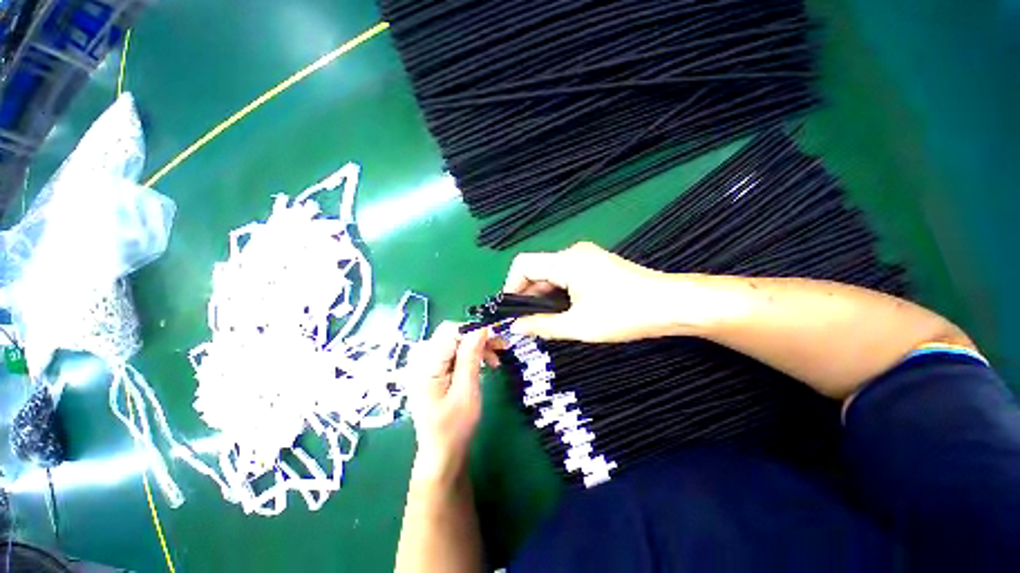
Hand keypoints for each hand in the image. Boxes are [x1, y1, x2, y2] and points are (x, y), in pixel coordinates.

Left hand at [405, 322, 489, 482]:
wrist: (442, 453)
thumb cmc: (454, 427)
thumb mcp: (466, 392)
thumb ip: (470, 358)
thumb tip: (481, 329)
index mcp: (425, 365)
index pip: (450, 332)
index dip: (474, 330)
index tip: (496, 337)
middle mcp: (421, 360)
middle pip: (452, 335)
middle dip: (478, 339)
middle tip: (502, 347)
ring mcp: (426, 364)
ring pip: (455, 342)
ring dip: (477, 347)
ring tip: (496, 359)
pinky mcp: (433, 369)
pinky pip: (453, 353)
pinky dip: (470, 355)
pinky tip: (484, 364)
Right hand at [503, 242, 680, 342]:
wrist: (671, 304)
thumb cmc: (624, 315)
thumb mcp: (578, 325)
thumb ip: (542, 325)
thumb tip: (515, 327)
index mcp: (566, 261)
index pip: (523, 264)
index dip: (511, 286)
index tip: (512, 311)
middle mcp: (573, 253)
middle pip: (537, 269)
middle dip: (528, 295)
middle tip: (527, 323)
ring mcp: (586, 257)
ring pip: (552, 274)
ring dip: (544, 296)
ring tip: (545, 321)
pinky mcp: (595, 264)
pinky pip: (566, 275)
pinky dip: (558, 292)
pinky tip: (564, 311)